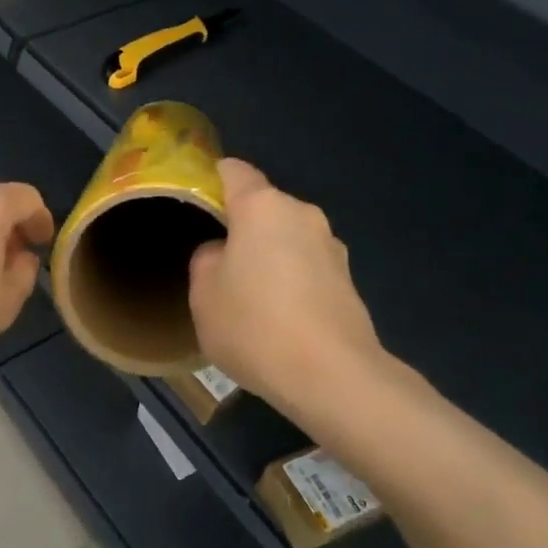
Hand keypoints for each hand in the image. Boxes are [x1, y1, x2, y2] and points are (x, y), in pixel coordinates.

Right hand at [189, 159, 424, 421]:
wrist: (331, 376)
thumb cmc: (255, 325)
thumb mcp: (203, 295)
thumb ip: (206, 259)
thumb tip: (223, 252)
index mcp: (262, 207)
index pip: (234, 171)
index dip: (213, 178)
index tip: (198, 198)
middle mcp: (302, 214)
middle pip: (264, 207)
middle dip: (242, 226)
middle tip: (219, 262)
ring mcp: (332, 247)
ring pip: (287, 238)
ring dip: (269, 256)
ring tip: (250, 295)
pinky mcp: (348, 280)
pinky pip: (307, 267)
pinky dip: (291, 280)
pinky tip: (279, 317)